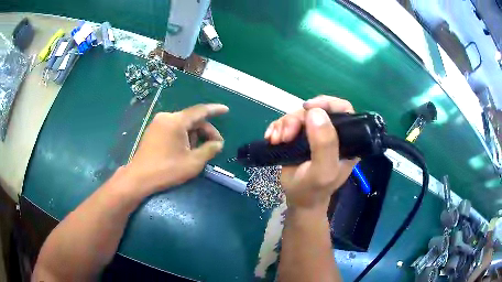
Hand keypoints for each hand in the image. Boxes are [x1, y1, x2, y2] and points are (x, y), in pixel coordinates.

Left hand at [125, 104, 228, 195]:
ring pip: (182, 124)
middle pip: (192, 119)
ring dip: (194, 135)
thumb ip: (209, 149)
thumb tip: (218, 144)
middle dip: (205, 131)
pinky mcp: (152, 131)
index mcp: (176, 121)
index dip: (215, 110)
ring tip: (198, 151)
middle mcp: (166, 117)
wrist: (139, 178)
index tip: (226, 110)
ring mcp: (157, 123)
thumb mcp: (193, 162)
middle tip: (215, 145)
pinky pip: (173, 128)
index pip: (200, 111)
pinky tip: (185, 149)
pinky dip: (183, 136)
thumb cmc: (167, 170)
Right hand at [264, 95, 357, 210]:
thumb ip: (324, 145)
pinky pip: (286, 122)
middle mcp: (332, 133)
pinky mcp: (299, 136)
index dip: (328, 103)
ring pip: (299, 115)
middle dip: (297, 120)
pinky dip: (276, 127)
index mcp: (347, 140)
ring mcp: (314, 133)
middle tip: (285, 136)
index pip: (344, 110)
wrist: (297, 199)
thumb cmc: (313, 189)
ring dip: (284, 125)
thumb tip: (315, 112)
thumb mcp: (323, 171)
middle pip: (315, 110)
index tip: (309, 108)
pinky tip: (271, 139)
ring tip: (276, 140)